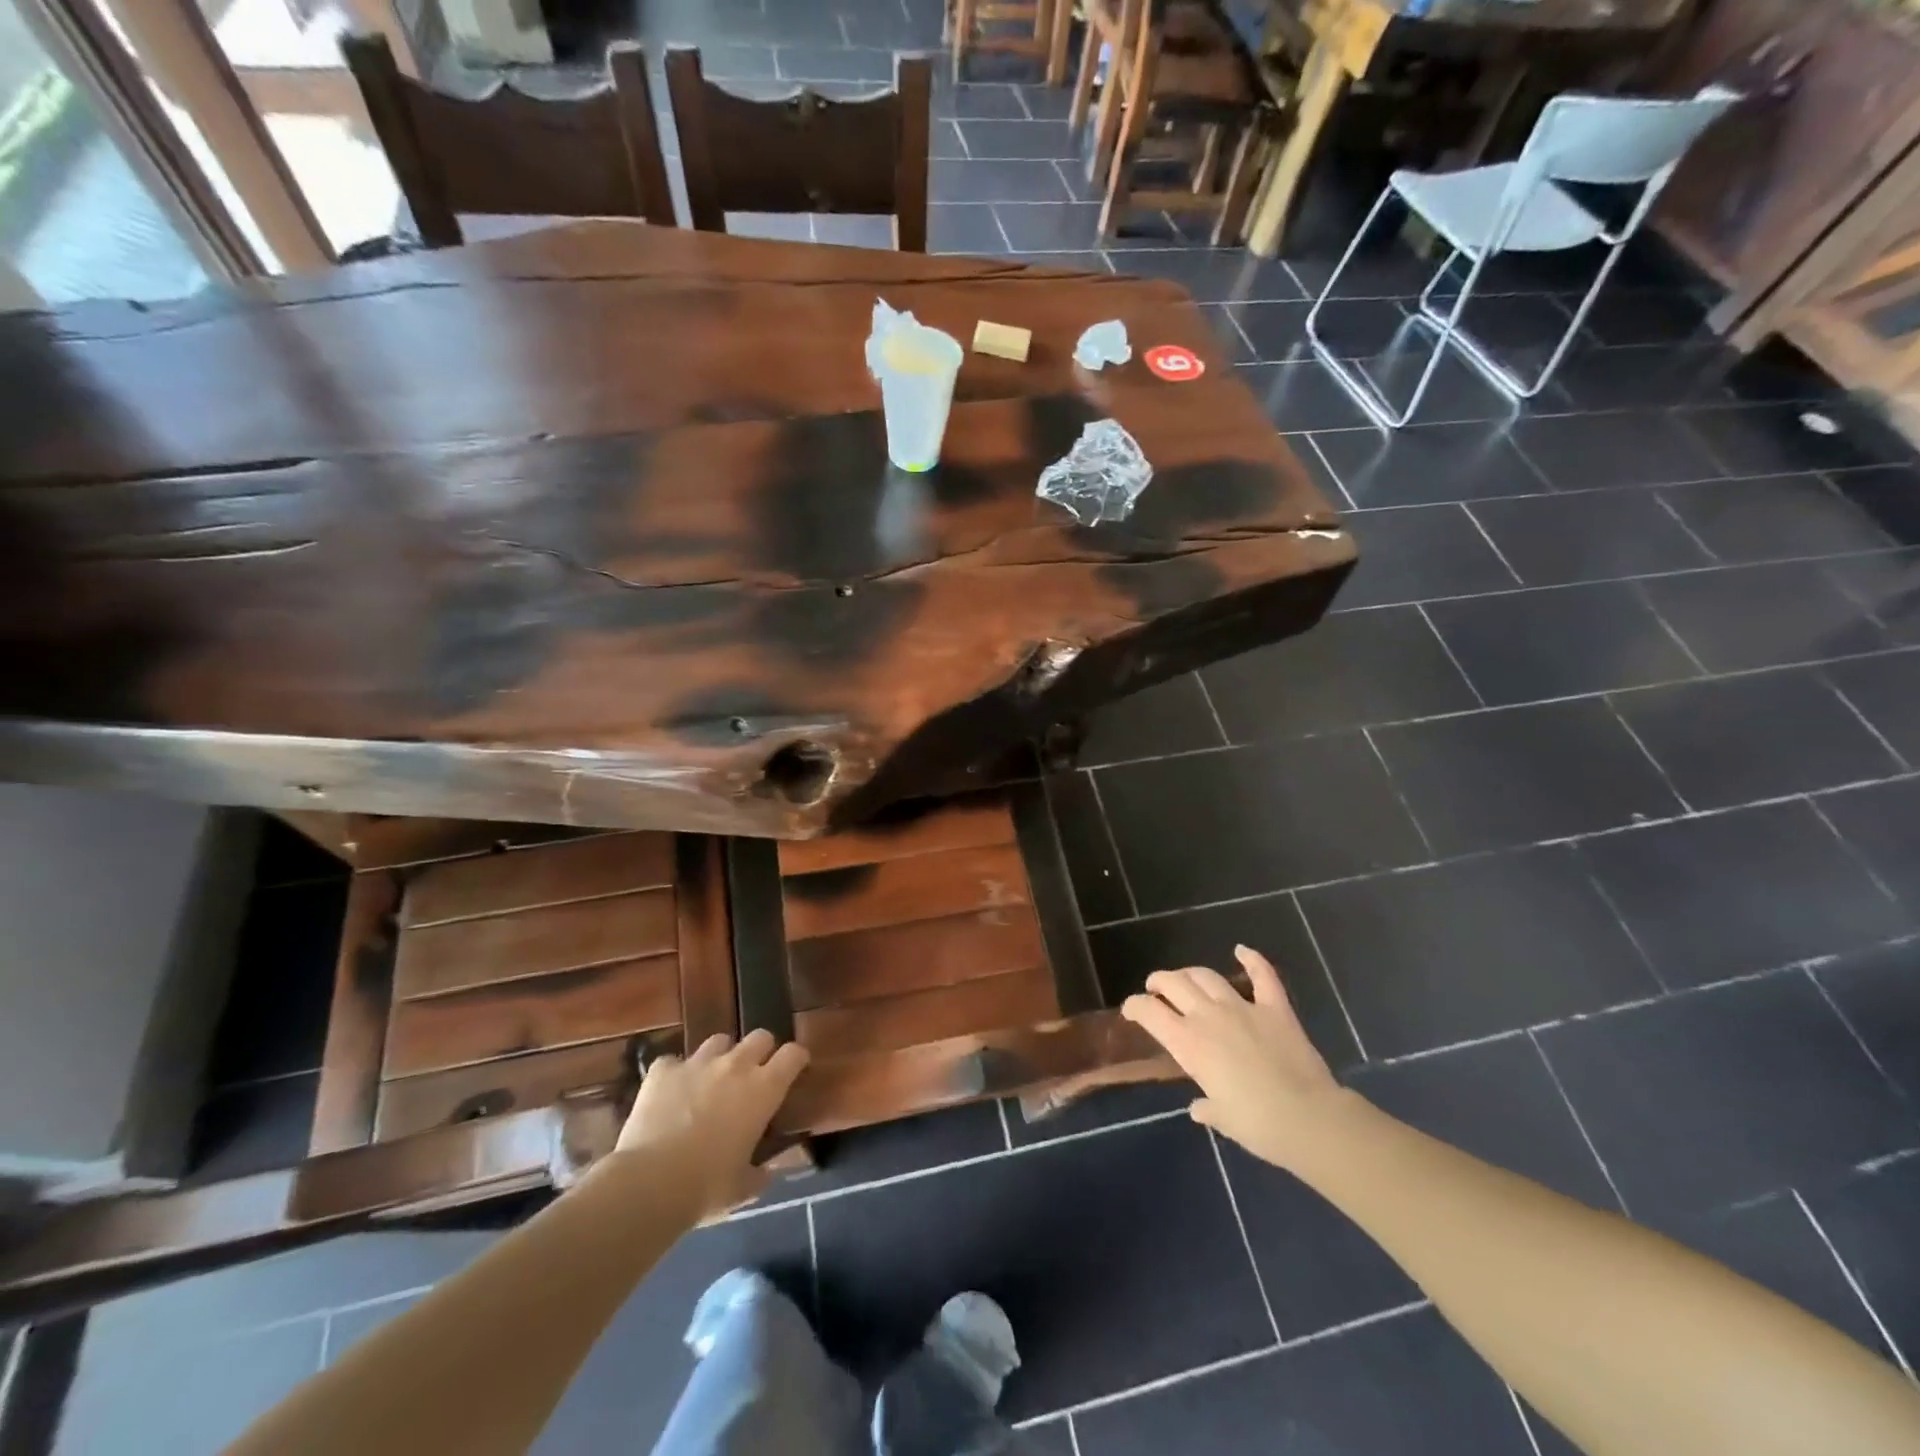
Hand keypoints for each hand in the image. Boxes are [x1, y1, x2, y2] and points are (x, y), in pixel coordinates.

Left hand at [613, 1030, 808, 1216]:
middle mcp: (735, 1066)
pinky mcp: (662, 1071)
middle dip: (761, 1051)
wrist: (650, 1183)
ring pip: (718, 1041)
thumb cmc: (707, 1186)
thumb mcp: (742, 1188)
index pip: (793, 1054)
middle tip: (754, 1074)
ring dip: (720, 1057)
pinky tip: (669, 1093)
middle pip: (759, 1037)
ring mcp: (697, 1063)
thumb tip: (765, 1175)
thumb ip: (758, 1175)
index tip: (796, 1068)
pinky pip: (672, 1062)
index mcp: (763, 1089)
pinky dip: (674, 1074)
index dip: (796, 1059)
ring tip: (711, 1080)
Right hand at [1120, 945, 1344, 1172]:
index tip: (1131, 1010)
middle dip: (1159, 982)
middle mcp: (1208, 1016)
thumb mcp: (1222, 1118)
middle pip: (1174, 983)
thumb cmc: (1257, 1125)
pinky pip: (1263, 975)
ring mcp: (1242, 1007)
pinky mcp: (1275, 1008)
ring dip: (1191, 974)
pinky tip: (1242, 950)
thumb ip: (1206, 1107)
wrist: (1307, 1118)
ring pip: (1207, 976)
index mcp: (1188, 1043)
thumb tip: (1199, 1108)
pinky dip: (1252, 959)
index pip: (1149, 1011)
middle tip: (1157, 989)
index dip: (1134, 1006)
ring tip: (1187, 979)